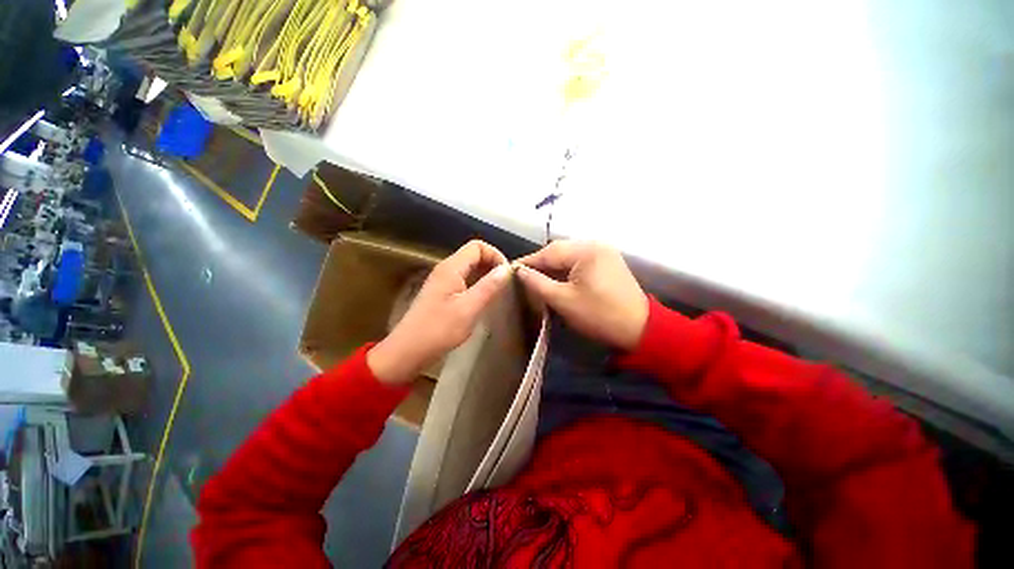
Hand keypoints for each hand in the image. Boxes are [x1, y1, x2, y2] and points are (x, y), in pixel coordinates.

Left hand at [368, 240, 510, 384]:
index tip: (506, 274)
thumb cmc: (439, 329)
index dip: (495, 255)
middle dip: (492, 265)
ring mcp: (442, 282)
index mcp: (451, 268)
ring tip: (499, 292)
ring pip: (469, 269)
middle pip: (473, 255)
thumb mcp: (469, 308)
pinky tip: (484, 300)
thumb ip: (488, 286)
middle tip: (506, 284)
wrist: (408, 351)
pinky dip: (477, 285)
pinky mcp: (442, 294)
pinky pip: (464, 281)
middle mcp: (446, 270)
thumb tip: (507, 268)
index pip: (477, 246)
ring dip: (486, 276)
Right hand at [516, 241, 647, 350]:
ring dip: (552, 267)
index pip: (548, 252)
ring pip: (569, 256)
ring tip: (536, 279)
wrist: (640, 329)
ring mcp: (604, 252)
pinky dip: (566, 270)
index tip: (510, 270)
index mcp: (586, 250)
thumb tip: (519, 271)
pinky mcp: (608, 262)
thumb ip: (538, 283)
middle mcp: (595, 244)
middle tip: (522, 276)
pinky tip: (556, 280)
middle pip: (559, 251)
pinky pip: (580, 262)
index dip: (528, 261)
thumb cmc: (599, 315)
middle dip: (540, 264)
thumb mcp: (563, 300)